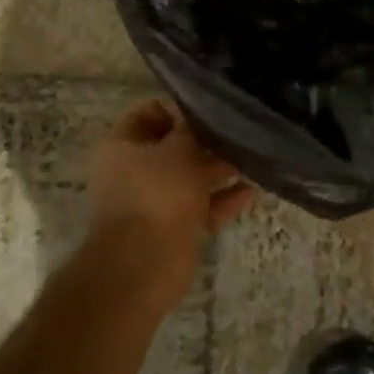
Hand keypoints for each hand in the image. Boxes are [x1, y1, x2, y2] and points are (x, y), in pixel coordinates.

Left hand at [87, 98, 253, 313]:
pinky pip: (200, 206)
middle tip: (238, 132)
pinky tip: (251, 190)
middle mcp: (133, 171)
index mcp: (122, 146)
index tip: (210, 109)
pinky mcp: (172, 227)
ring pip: (190, 177)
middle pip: (173, 146)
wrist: (145, 264)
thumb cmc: (157, 193)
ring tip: (252, 157)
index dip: (178, 108)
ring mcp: (153, 201)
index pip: (148, 112)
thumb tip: (197, 114)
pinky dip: (222, 199)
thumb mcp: (178, 149)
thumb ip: (191, 128)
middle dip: (205, 141)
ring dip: (218, 169)